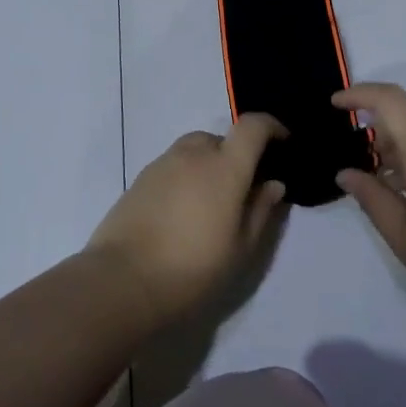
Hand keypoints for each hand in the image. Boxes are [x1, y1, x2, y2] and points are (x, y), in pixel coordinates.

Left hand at [85, 115, 287, 323]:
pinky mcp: (140, 177)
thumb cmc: (191, 268)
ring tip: (209, 203)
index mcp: (224, 167)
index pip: (252, 126)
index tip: (282, 142)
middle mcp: (193, 154)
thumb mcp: (239, 249)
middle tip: (242, 189)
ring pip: (194, 149)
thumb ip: (260, 210)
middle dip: (236, 155)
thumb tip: (273, 183)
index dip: (271, 127)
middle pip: (221, 138)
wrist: (122, 280)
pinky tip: (182, 210)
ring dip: (208, 164)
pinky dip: (185, 175)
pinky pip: (173, 164)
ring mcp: (163, 163)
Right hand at [334, 83, 405, 323]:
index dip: (359, 94)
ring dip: (392, 150)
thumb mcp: (401, 234)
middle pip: (404, 118)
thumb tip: (345, 172)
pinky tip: (404, 197)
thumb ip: (370, 197)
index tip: (335, 105)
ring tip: (374, 185)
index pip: (390, 100)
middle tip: (350, 160)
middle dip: (372, 130)